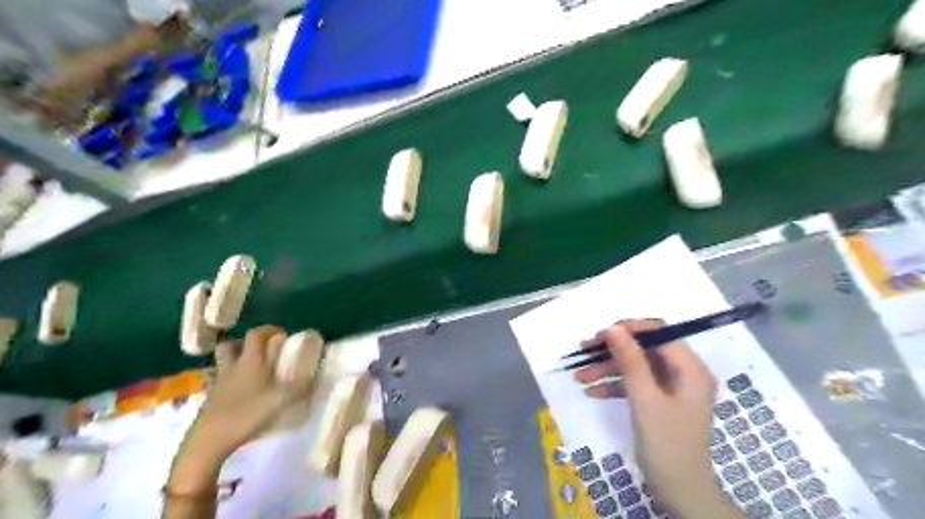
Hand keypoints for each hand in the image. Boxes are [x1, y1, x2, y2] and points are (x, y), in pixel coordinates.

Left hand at [186, 324, 287, 458]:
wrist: (209, 440)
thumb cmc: (247, 414)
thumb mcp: (281, 400)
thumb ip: (300, 387)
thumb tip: (316, 377)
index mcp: (250, 362)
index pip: (255, 335)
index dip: (268, 330)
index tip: (281, 334)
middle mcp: (232, 367)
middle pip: (232, 345)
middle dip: (245, 343)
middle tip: (260, 350)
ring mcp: (218, 383)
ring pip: (223, 362)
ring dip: (235, 360)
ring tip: (251, 369)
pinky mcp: (210, 399)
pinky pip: (220, 380)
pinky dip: (230, 380)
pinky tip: (241, 392)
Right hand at [571, 320, 741, 517]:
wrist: (680, 494)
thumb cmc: (666, 444)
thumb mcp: (644, 399)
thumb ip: (630, 360)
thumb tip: (612, 327)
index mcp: (690, 368)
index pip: (658, 333)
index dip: (628, 329)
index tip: (600, 335)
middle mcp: (683, 373)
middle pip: (644, 349)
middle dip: (612, 352)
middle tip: (584, 352)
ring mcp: (672, 389)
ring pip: (636, 367)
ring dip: (608, 369)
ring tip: (579, 376)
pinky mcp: (660, 402)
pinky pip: (636, 385)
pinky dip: (615, 386)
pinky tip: (592, 392)